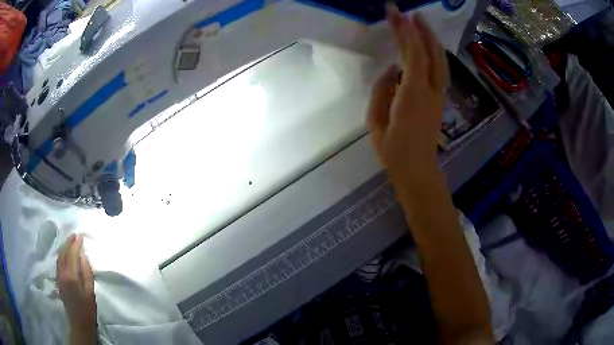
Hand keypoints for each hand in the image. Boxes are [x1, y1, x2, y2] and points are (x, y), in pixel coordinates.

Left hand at [57, 234, 96, 343]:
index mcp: (71, 276)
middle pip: (64, 252)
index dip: (76, 244)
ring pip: (59, 256)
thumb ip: (87, 272)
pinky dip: (62, 254)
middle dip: (69, 242)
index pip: (72, 254)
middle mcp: (62, 273)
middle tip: (75, 235)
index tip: (80, 236)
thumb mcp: (90, 292)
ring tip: (70, 241)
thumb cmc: (88, 308)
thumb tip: (83, 256)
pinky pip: (58, 262)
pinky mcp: (57, 279)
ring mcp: (58, 276)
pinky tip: (65, 253)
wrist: (79, 322)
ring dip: (64, 247)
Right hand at [367, 6, 448, 185]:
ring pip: (440, 60)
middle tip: (410, 12)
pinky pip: (441, 70)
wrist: (417, 170)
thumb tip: (392, 69)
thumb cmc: (393, 150)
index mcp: (412, 95)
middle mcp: (430, 91)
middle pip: (430, 53)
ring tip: (421, 23)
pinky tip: (429, 46)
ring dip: (431, 39)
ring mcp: (438, 95)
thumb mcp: (375, 121)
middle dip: (420, 29)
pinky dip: (435, 53)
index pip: (412, 54)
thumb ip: (381, 90)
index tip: (394, 13)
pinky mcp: (440, 99)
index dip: (405, 31)